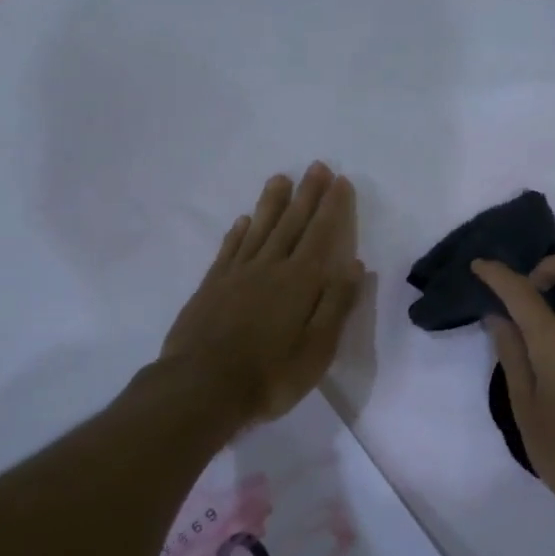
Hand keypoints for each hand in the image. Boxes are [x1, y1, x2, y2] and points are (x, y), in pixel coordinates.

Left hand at [159, 164, 365, 428]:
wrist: (200, 389)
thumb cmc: (269, 375)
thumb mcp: (317, 349)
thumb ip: (336, 304)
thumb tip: (354, 264)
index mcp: (300, 281)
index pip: (321, 234)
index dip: (332, 207)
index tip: (341, 181)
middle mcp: (270, 267)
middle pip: (292, 223)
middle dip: (307, 194)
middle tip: (317, 166)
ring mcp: (237, 274)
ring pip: (259, 228)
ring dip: (272, 203)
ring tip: (281, 178)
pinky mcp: (212, 286)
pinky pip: (230, 249)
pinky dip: (240, 232)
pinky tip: (244, 220)